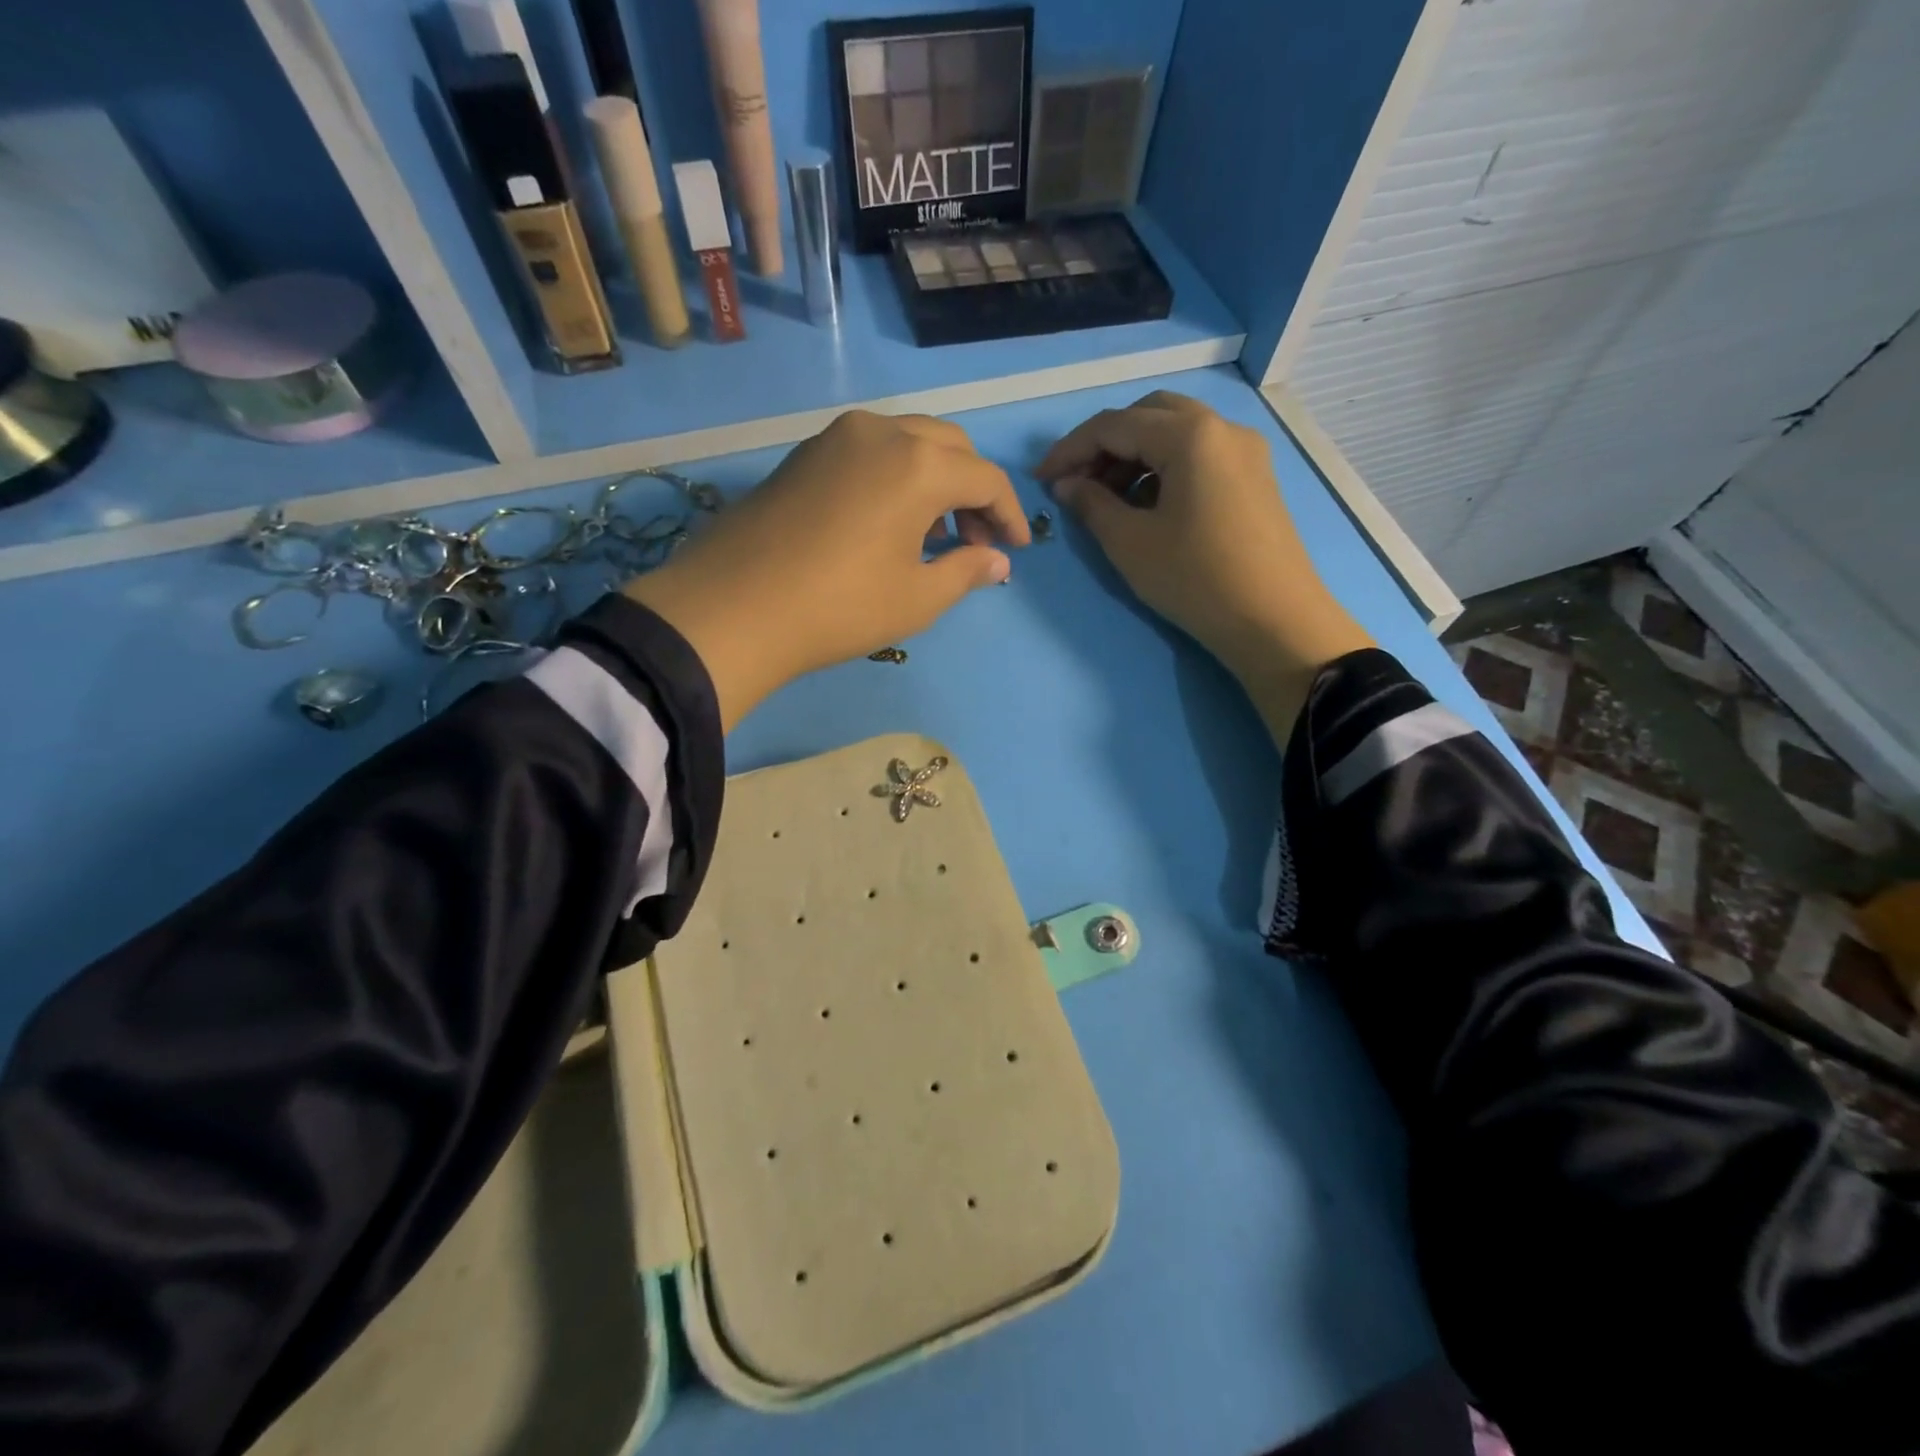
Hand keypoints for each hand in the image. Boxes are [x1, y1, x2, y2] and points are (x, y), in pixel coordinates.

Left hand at [625, 411, 1028, 727]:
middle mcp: (881, 433)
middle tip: (976, 541)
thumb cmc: (840, 607)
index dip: (1010, 514)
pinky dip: (896, 476)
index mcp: (918, 464)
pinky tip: (889, 521)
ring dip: (935, 479)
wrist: (732, 609)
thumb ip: (966, 571)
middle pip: (950, 447)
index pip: (986, 478)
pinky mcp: (805, 454)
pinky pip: (870, 452)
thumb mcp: (916, 598)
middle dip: (974, 490)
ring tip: (935, 533)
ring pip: (908, 442)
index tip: (1018, 549)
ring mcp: (836, 438)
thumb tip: (997, 561)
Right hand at [1037, 391, 1371, 737]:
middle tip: (1078, 483)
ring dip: (1135, 455)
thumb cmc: (1195, 579)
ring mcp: (1245, 451)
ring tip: (1108, 499)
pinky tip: (1149, 505)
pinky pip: (1200, 454)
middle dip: (1106, 444)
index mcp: (1190, 435)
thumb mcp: (1130, 544)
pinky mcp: (1255, 477)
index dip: (1070, 449)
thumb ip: (1092, 505)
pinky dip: (1165, 467)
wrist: (1274, 621)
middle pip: (1149, 415)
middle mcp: (1222, 427)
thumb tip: (1067, 485)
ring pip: (1176, 432)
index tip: (1041, 478)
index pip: (1114, 425)